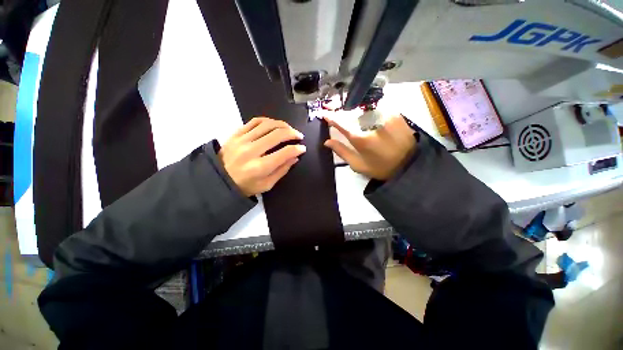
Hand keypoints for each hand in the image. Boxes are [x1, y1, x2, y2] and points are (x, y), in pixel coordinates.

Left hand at [219, 117, 305, 195]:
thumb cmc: (245, 186)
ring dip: (282, 124)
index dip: (297, 149)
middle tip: (299, 136)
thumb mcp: (267, 184)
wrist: (219, 179)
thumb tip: (295, 157)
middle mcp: (251, 150)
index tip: (303, 148)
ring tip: (289, 129)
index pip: (284, 153)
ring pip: (267, 124)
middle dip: (292, 133)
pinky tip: (274, 124)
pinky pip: (254, 121)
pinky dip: (267, 120)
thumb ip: (282, 170)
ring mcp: (242, 140)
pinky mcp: (236, 133)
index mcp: (260, 167)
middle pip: (277, 134)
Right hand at [323, 114, 415, 180]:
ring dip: (353, 107)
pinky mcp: (395, 113)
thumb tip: (327, 142)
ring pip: (363, 106)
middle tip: (331, 105)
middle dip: (339, 108)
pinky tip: (363, 110)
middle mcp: (372, 123)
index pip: (341, 123)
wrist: (409, 164)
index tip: (324, 113)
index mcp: (361, 138)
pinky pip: (376, 106)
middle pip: (351, 111)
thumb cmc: (381, 168)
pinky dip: (367, 107)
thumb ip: (342, 152)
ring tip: (346, 109)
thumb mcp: (358, 165)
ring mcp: (385, 115)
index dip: (331, 117)